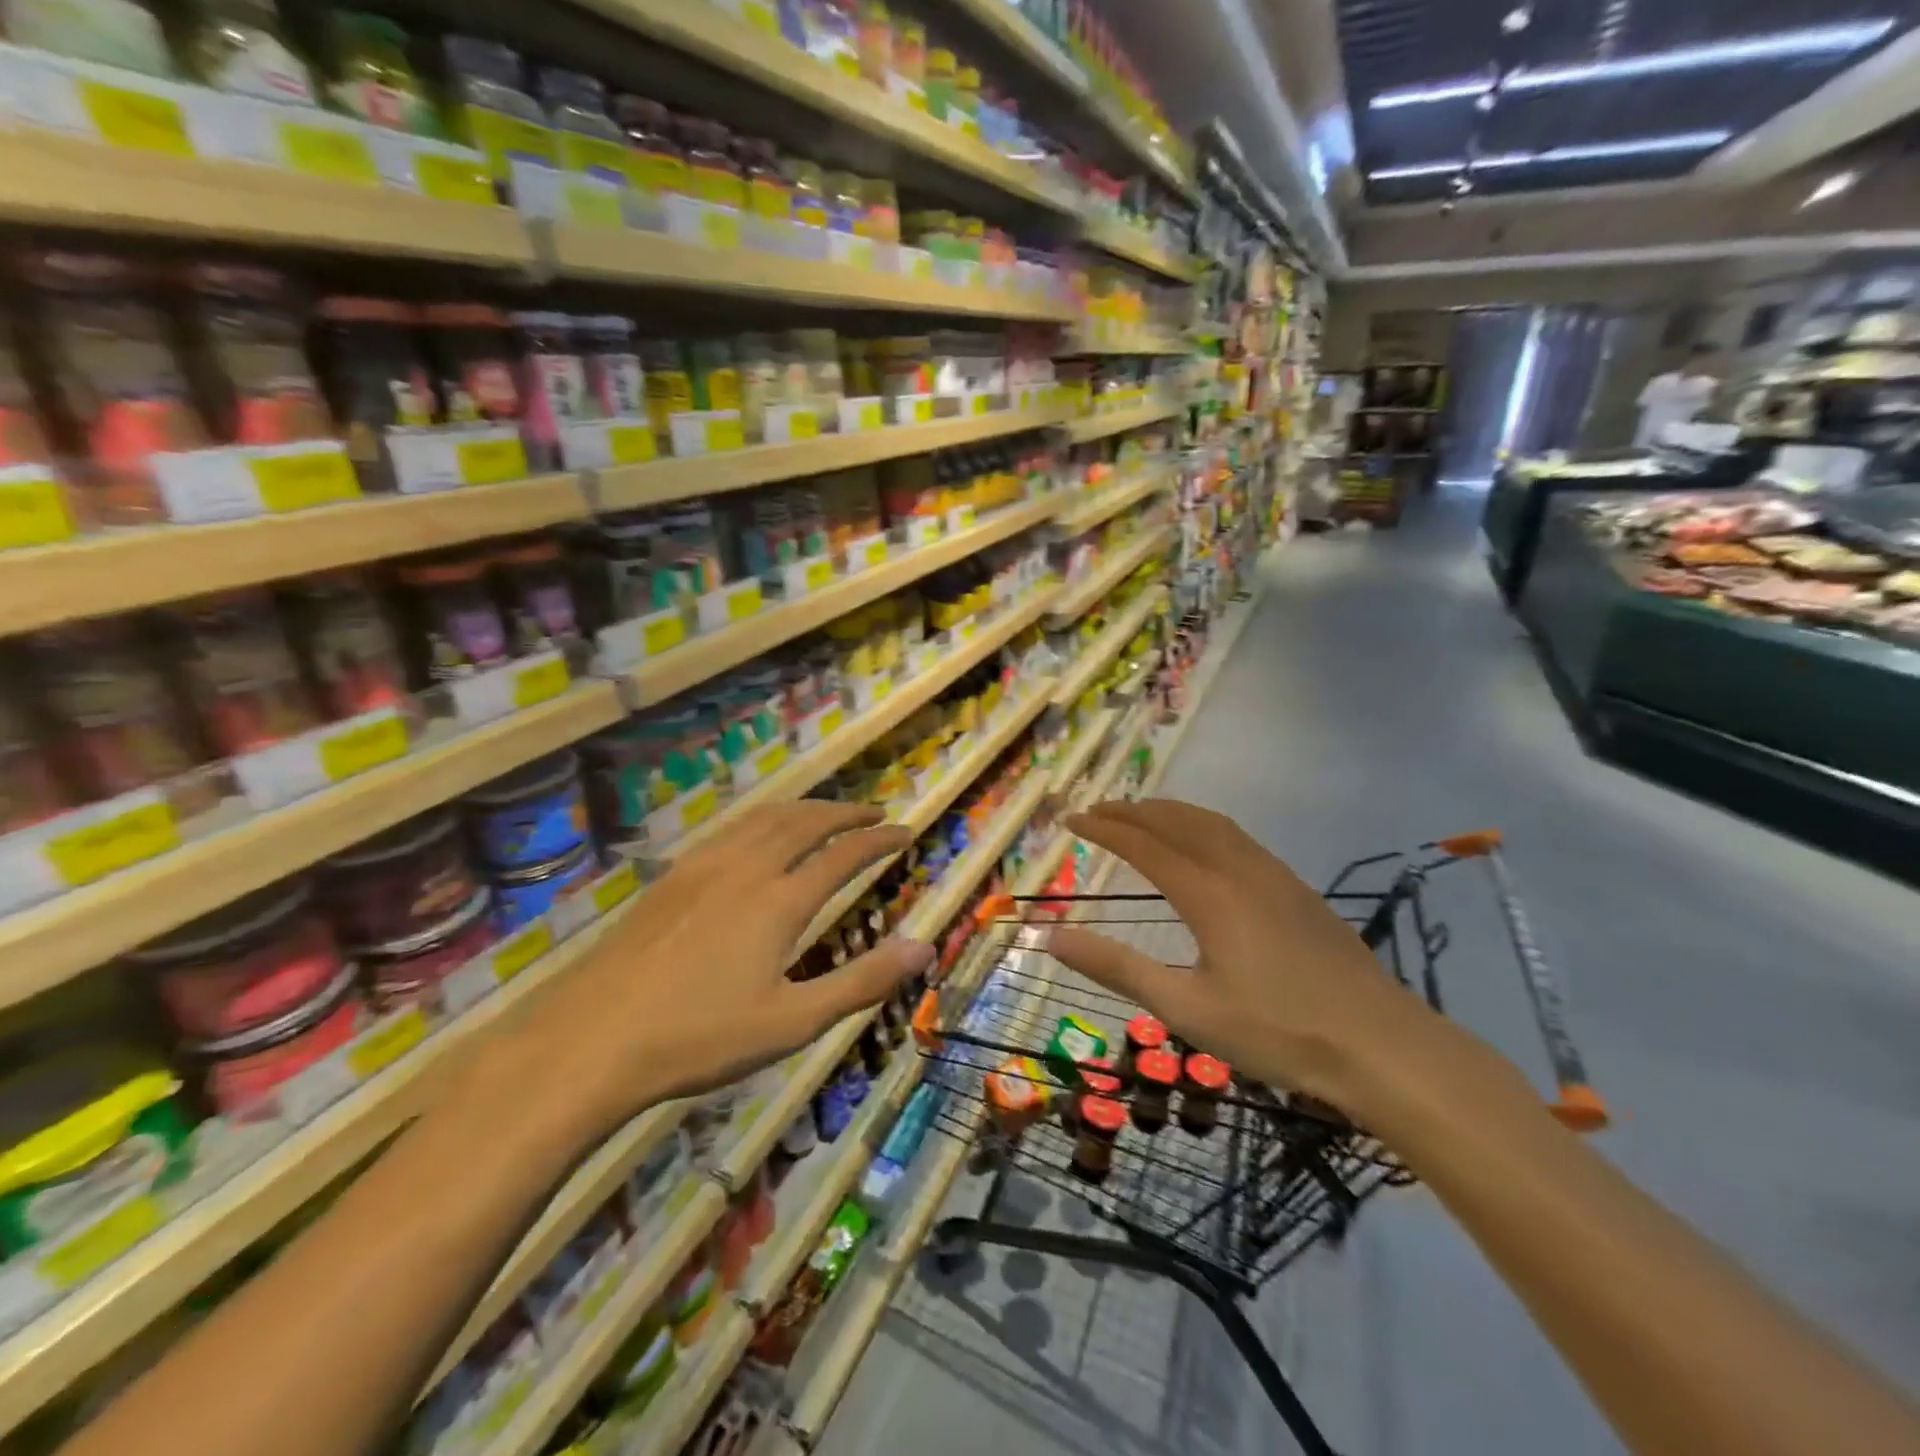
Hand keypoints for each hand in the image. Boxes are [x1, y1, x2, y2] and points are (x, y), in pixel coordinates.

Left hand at [482, 803, 930, 1146]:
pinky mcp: (674, 876)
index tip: (906, 831)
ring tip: (829, 812)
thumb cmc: (700, 1038)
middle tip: (876, 812)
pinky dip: (765, 817)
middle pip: (807, 822)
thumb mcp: (793, 1022)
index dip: (879, 839)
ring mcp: (704, 867)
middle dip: (847, 812)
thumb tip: (924, 946)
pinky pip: (733, 828)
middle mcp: (747, 868)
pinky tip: (761, 832)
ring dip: (807, 808)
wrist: (591, 1039)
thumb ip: (862, 981)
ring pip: (766, 817)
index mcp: (780, 901)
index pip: (844, 853)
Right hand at [1048, 799, 1453, 1115]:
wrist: (1382, 1045)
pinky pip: (1236, 836)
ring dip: (1169, 812)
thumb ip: (1116, 968)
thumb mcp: (1185, 1008)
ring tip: (1140, 814)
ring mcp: (1273, 874)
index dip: (1103, 828)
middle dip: (1131, 811)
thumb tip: (1050, 936)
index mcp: (1208, 893)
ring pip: (1211, 823)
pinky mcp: (1297, 888)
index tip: (1070, 819)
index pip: (1143, 844)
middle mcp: (1239, 869)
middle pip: (1176, 821)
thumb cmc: (1277, 1032)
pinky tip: (1203, 844)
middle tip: (1096, 810)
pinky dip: (1202, 824)